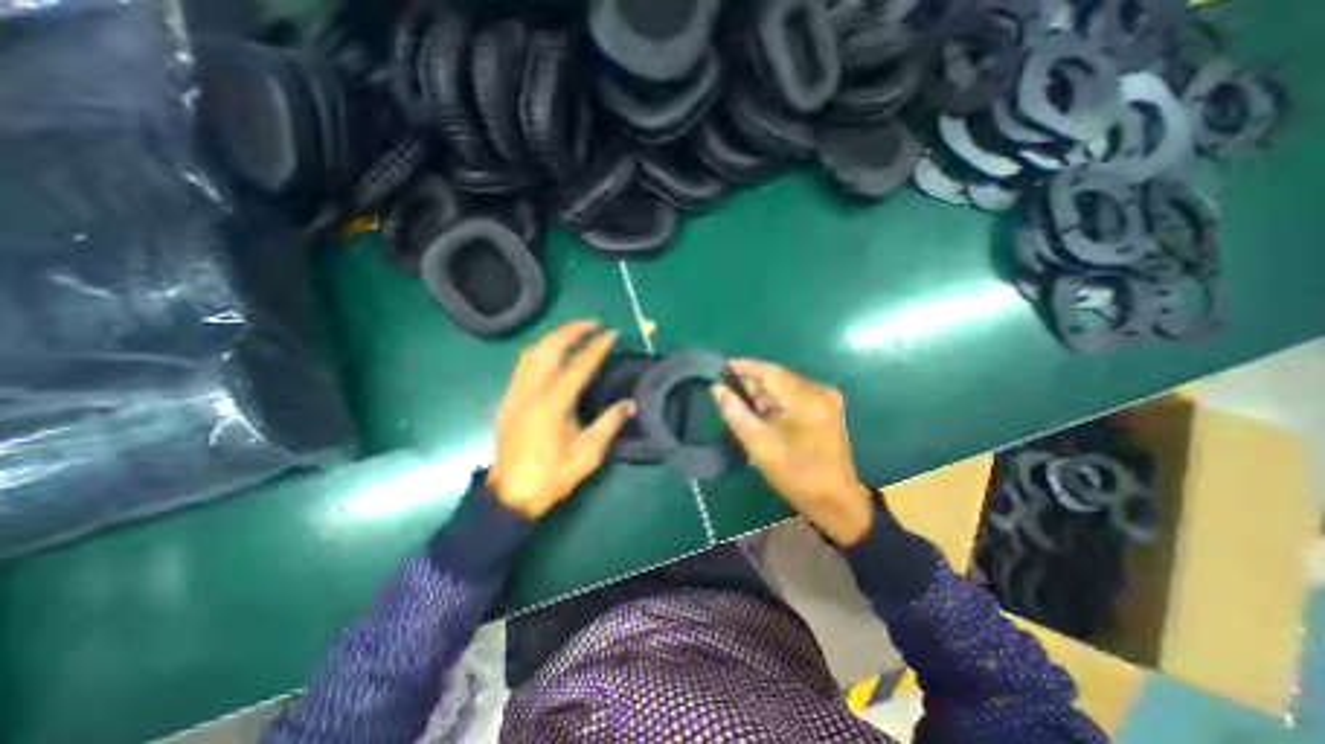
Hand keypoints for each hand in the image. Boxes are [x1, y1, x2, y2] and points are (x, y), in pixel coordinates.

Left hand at [485, 319, 636, 517]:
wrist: (511, 494)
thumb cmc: (552, 476)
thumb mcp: (587, 455)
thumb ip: (609, 425)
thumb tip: (630, 404)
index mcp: (552, 406)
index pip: (577, 367)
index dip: (596, 348)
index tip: (611, 334)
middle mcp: (530, 392)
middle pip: (549, 349)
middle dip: (571, 330)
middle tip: (593, 324)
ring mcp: (515, 394)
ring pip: (532, 352)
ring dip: (554, 337)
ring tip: (575, 332)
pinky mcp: (508, 399)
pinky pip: (523, 364)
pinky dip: (540, 350)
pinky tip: (552, 352)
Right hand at [709, 361, 876, 546]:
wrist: (836, 502)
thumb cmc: (796, 475)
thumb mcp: (759, 445)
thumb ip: (735, 413)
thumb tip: (717, 388)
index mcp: (806, 398)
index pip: (768, 371)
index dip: (742, 367)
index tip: (718, 368)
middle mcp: (819, 390)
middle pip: (777, 377)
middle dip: (750, 384)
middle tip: (725, 392)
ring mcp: (826, 398)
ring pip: (783, 387)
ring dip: (761, 395)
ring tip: (740, 407)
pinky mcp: (826, 408)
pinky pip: (793, 396)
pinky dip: (774, 403)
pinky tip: (760, 416)